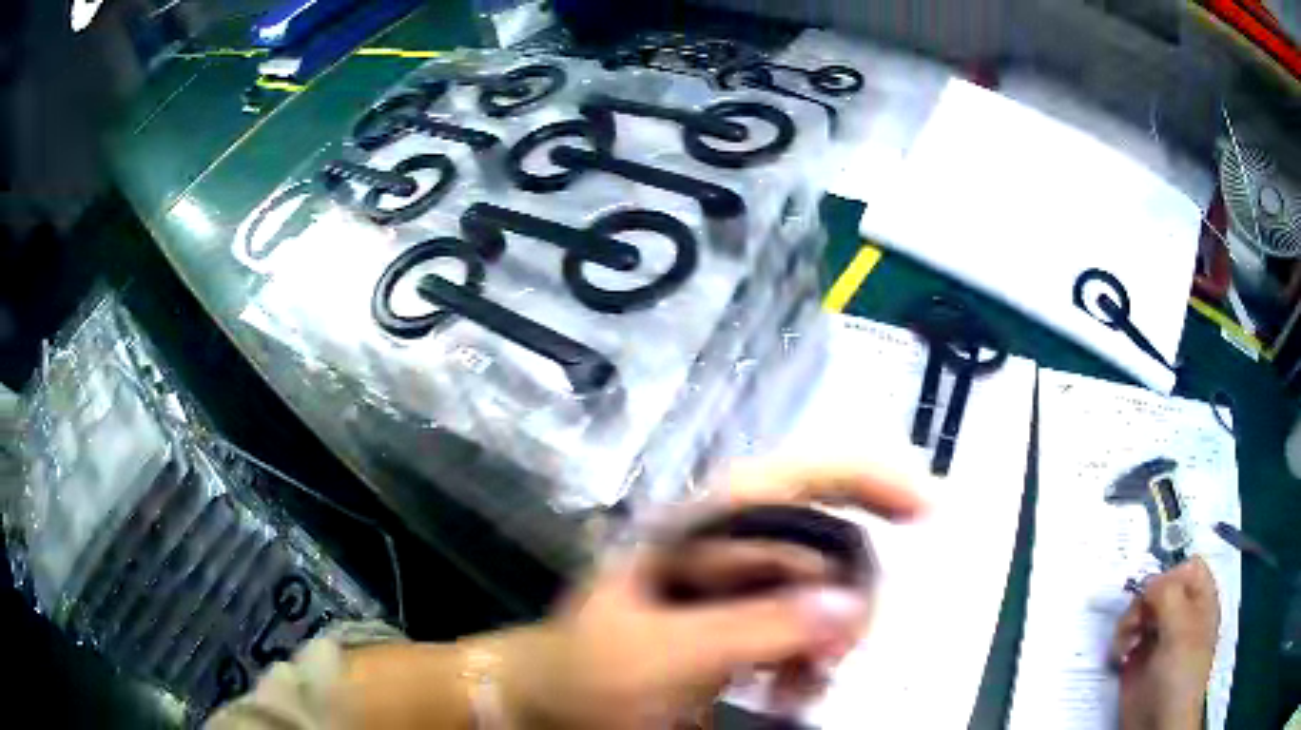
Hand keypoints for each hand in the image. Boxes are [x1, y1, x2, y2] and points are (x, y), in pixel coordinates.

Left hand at [499, 462, 924, 729]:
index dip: (864, 476)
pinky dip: (813, 664)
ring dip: (830, 641)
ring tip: (802, 690)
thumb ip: (750, 628)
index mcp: (698, 530)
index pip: (792, 478)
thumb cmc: (584, 673)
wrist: (547, 706)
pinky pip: (804, 634)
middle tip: (838, 655)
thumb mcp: (659, 655)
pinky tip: (795, 694)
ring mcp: (734, 593)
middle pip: (824, 544)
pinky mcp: (739, 632)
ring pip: (822, 595)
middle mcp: (725, 550)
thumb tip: (849, 606)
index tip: (926, 507)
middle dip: (849, 595)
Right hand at [1110, 557, 1219, 729]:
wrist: (1159, 723)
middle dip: (1143, 601)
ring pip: (1139, 611)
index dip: (1170, 573)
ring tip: (1126, 643)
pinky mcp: (1137, 659)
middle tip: (1136, 621)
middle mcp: (1180, 614)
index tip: (1153, 593)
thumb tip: (1147, 581)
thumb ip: (1168, 595)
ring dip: (1128, 621)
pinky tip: (1121, 655)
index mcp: (1200, 600)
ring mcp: (1158, 638)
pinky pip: (1125, 637)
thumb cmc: (1180, 672)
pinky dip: (1119, 641)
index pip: (1187, 567)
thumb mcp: (1181, 629)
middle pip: (1159, 587)